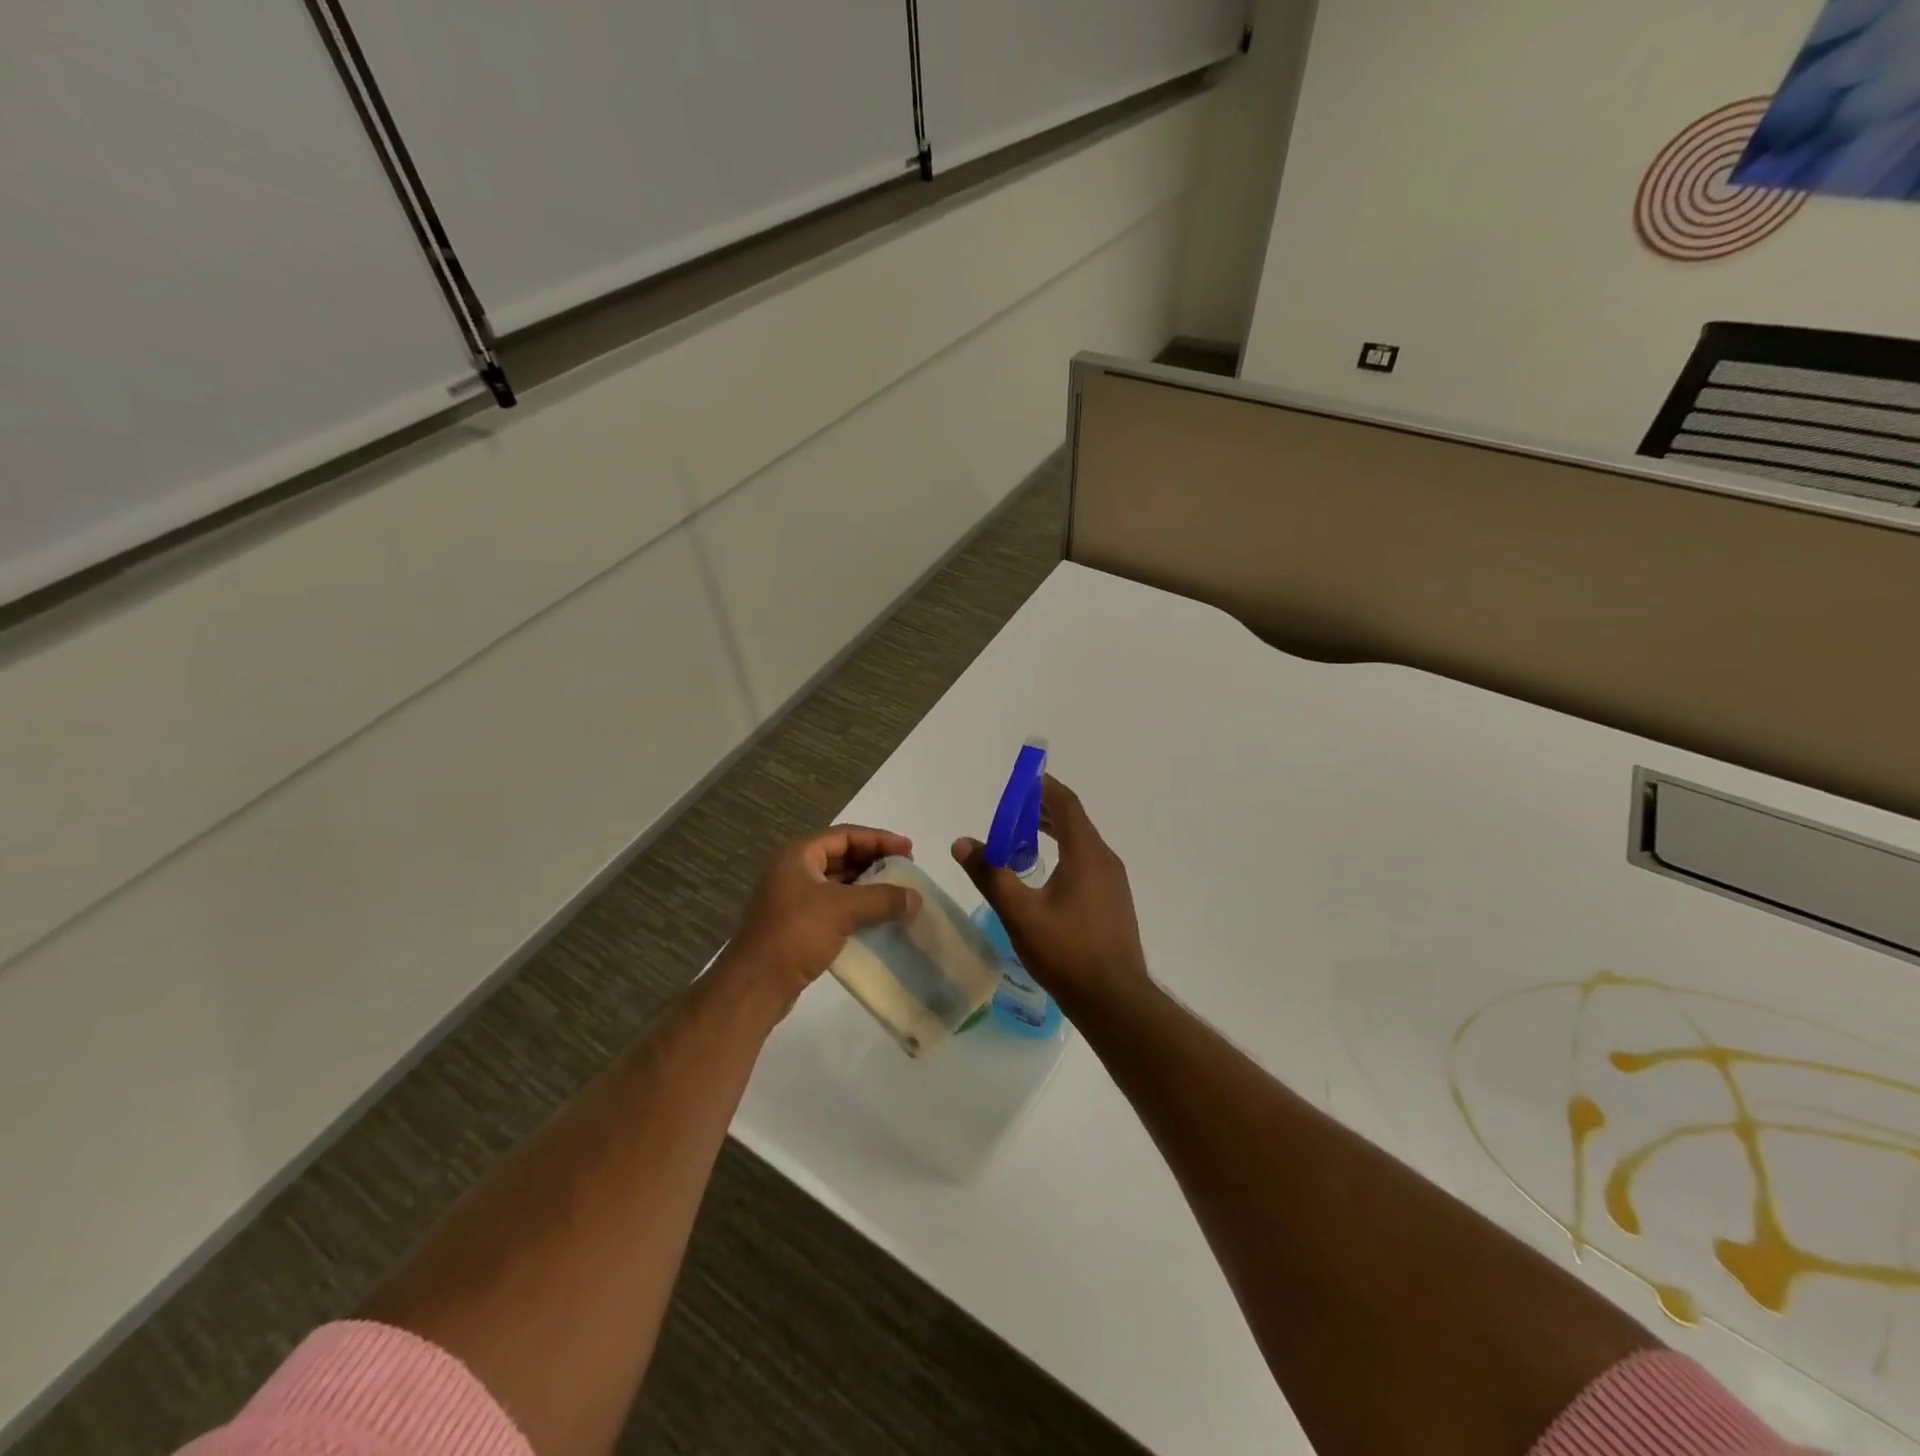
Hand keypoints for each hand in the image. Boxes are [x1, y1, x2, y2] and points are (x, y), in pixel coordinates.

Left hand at [723, 825, 920, 1010]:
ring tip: (898, 894)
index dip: (879, 839)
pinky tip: (879, 919)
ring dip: (868, 887)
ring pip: (839, 884)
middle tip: (906, 871)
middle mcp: (795, 871)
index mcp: (799, 855)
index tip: (909, 849)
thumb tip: (916, 897)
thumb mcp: (842, 909)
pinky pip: (835, 908)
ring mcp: (794, 899)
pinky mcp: (799, 926)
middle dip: (876, 862)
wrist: (755, 985)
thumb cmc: (795, 934)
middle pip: (842, 857)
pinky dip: (858, 909)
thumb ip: (882, 899)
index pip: (846, 836)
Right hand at [952, 776, 1150, 1016]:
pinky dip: (1063, 855)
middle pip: (1074, 821)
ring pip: (1081, 844)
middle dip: (1042, 811)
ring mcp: (1113, 883)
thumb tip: (962, 843)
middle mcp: (1105, 860)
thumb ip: (990, 875)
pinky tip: (1043, 877)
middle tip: (1010, 812)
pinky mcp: (1113, 903)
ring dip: (1053, 834)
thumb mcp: (1020, 913)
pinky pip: (1087, 864)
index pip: (1066, 804)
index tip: (1020, 780)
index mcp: (1087, 854)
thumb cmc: (1067, 951)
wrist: (1114, 1000)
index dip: (1043, 787)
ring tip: (1021, 840)